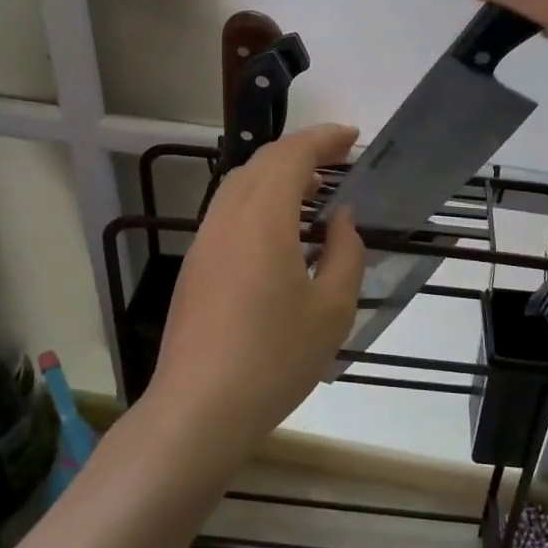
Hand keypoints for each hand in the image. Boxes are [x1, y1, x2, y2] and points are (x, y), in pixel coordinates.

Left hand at [148, 124, 364, 459]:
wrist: (198, 409)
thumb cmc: (274, 358)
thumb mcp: (331, 310)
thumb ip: (344, 254)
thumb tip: (341, 219)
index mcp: (263, 218)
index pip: (292, 155)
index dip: (324, 138)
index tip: (353, 137)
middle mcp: (228, 216)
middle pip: (263, 161)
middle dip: (302, 149)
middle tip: (338, 158)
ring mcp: (205, 239)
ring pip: (240, 182)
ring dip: (277, 173)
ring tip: (313, 189)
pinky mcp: (195, 263)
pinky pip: (229, 208)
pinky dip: (258, 198)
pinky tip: (279, 228)